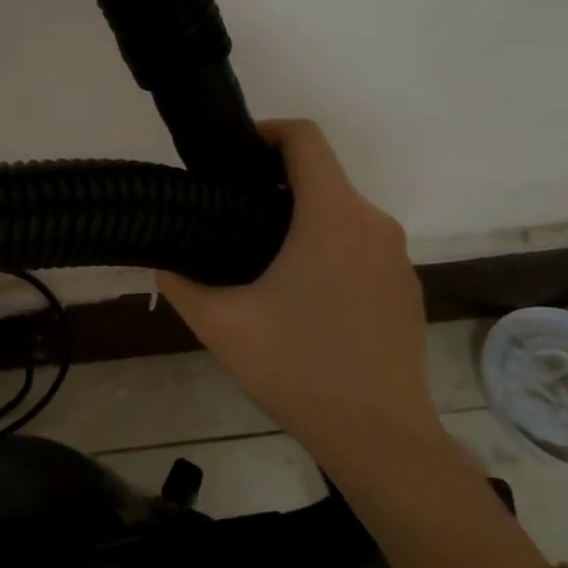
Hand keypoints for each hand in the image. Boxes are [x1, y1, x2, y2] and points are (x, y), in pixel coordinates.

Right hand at [157, 120, 440, 482]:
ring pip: (341, 215)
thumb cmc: (297, 367)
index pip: (305, 139)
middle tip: (228, 217)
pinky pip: (360, 249)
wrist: (379, 435)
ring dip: (301, 222)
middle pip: (322, 177)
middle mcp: (373, 224)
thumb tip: (162, 263)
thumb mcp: (220, 324)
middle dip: (273, 185)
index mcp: (332, 216)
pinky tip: (301, 301)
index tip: (230, 157)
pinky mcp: (405, 290)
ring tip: (260, 264)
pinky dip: (328, 252)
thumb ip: (180, 283)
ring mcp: (396, 258)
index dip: (265, 132)